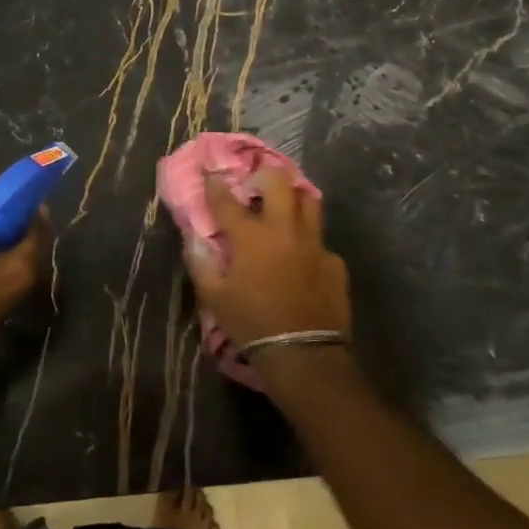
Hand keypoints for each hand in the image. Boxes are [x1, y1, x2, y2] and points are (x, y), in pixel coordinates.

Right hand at [183, 167, 350, 348]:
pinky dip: (308, 241)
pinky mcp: (335, 262)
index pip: (227, 199)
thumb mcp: (214, 297)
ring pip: (309, 200)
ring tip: (283, 209)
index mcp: (251, 236)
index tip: (210, 175)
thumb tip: (194, 240)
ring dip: (293, 197)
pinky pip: (320, 240)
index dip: (215, 185)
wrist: (303, 354)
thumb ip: (200, 263)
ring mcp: (314, 243)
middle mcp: (284, 229)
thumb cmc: (251, 322)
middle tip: (255, 186)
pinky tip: (302, 259)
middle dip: (264, 175)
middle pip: (279, 181)